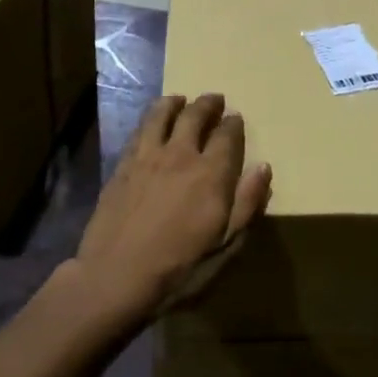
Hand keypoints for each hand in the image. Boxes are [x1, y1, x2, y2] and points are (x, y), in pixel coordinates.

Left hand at [76, 94, 272, 320]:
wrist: (114, 277)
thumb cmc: (179, 270)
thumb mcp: (225, 246)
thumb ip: (246, 204)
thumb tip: (263, 168)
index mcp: (211, 173)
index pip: (227, 136)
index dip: (233, 124)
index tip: (236, 118)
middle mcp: (180, 154)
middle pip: (194, 116)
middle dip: (207, 105)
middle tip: (214, 99)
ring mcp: (147, 157)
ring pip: (161, 115)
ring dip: (174, 103)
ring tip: (180, 99)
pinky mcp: (122, 165)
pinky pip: (139, 130)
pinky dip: (149, 119)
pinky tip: (150, 123)